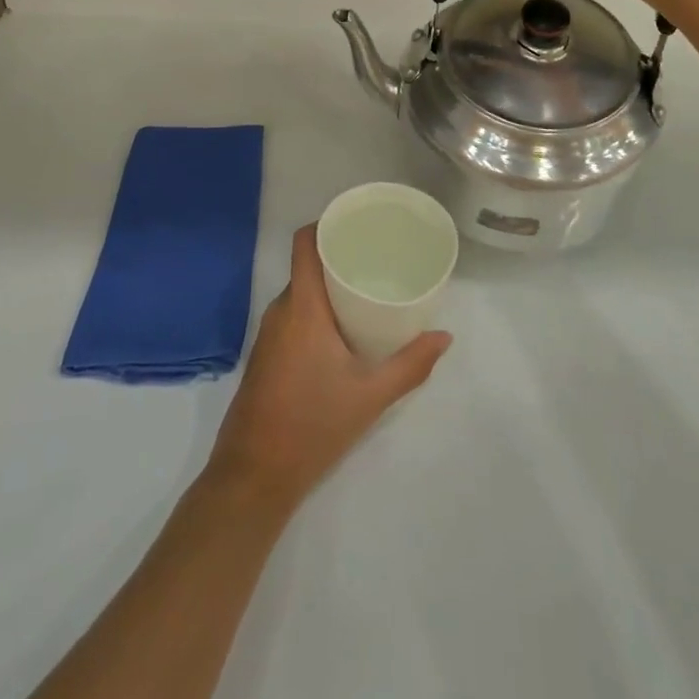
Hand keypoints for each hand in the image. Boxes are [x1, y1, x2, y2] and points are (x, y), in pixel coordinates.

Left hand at [206, 225, 450, 510]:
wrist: (254, 475)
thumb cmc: (313, 425)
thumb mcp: (371, 396)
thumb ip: (410, 364)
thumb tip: (444, 336)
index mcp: (302, 307)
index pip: (305, 243)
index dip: (326, 223)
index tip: (357, 222)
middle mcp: (280, 310)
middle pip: (307, 266)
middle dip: (339, 257)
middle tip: (377, 258)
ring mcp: (268, 333)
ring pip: (300, 293)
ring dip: (328, 286)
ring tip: (366, 289)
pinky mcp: (266, 354)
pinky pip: (293, 314)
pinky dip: (316, 309)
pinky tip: (342, 328)